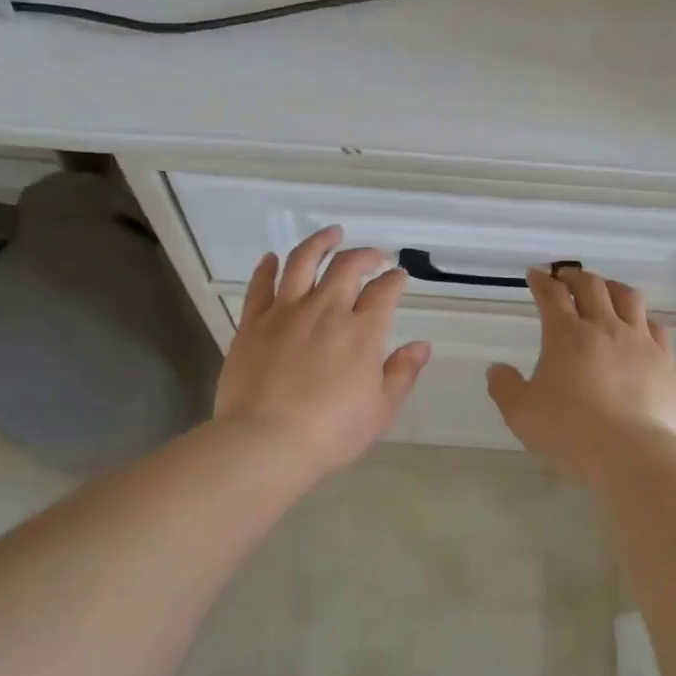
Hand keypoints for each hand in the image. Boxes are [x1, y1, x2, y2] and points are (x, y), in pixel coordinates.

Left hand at [214, 226, 431, 480]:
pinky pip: (260, 285)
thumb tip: (422, 345)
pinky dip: (267, 267)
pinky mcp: (253, 323)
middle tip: (374, 254)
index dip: (395, 279)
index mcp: (362, 331)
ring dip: (320, 242)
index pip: (384, 291)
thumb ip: (402, 373)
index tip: (399, 276)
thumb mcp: (380, 410)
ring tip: (331, 233)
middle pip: (347, 266)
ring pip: (302, 261)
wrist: (266, 441)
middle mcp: (326, 310)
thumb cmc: (331, 432)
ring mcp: (285, 312)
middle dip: (365, 254)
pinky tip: (272, 258)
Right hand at [486, 266, 675, 480]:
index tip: (535, 274)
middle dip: (574, 276)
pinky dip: (642, 319)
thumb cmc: (568, 430)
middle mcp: (604, 328)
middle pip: (591, 286)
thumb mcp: (520, 412)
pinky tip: (639, 327)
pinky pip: (655, 327)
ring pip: (628, 297)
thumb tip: (497, 369)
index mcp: (566, 335)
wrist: (630, 452)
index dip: (541, 281)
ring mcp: (639, 342)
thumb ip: (505, 386)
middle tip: (565, 277)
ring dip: (612, 287)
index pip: (551, 295)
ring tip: (605, 290)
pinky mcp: (664, 361)